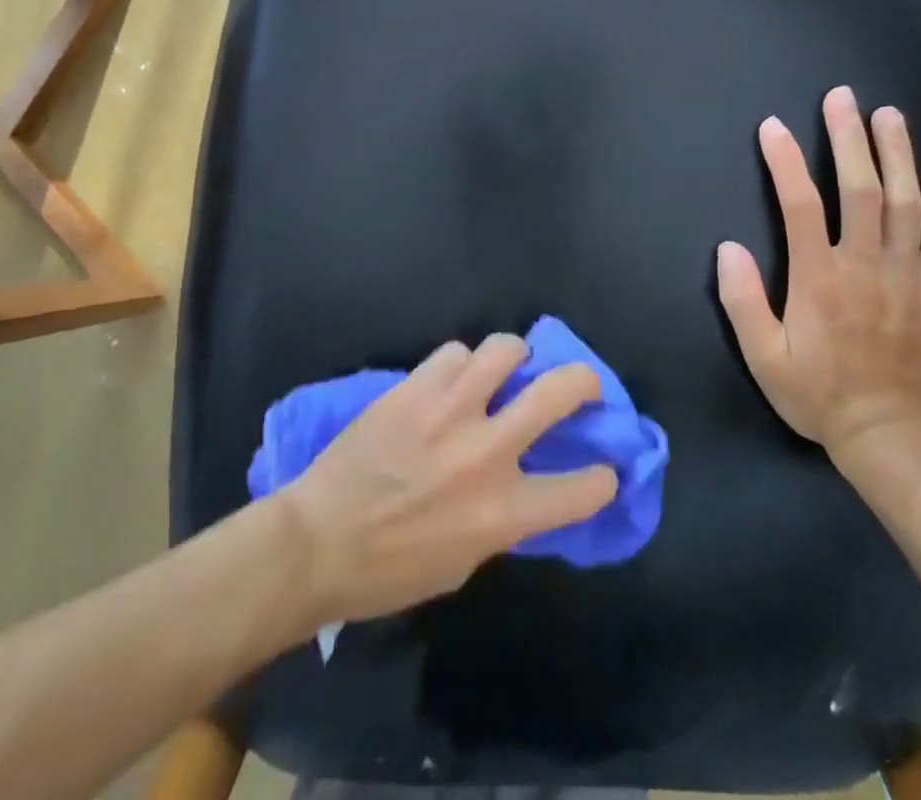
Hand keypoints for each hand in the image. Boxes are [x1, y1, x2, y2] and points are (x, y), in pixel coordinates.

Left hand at [280, 335, 619, 625]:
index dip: (602, 479)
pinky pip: (454, 352)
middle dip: (585, 382)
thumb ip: (499, 519)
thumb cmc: (389, 571)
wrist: (317, 541)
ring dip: (515, 357)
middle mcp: (486, 451)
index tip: (602, 471)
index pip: (581, 490)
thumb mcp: (461, 563)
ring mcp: (450, 410)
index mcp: (502, 512)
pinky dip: (461, 364)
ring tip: (508, 367)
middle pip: (559, 392)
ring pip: (505, 349)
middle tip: (583, 385)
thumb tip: (518, 487)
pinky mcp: (416, 387)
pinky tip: (451, 380)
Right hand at [716, 86, 920, 457]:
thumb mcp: (764, 358)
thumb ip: (743, 301)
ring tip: (889, 116)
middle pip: (861, 190)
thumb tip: (728, 248)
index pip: (801, 206)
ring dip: (898, 156)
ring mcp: (906, 277)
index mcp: (819, 278)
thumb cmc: (818, 395)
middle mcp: (865, 266)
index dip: (786, 162)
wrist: (888, 436)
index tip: (773, 126)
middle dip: (850, 139)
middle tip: (843, 98)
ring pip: (907, 204)